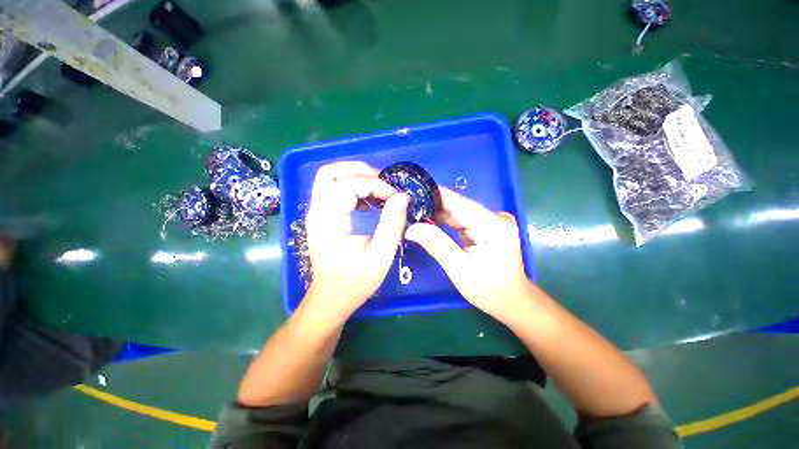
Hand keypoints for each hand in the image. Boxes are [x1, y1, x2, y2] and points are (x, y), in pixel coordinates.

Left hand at [303, 161, 408, 320]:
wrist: (331, 297)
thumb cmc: (355, 281)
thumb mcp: (380, 256)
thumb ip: (392, 225)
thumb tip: (402, 196)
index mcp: (329, 222)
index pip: (347, 185)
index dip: (375, 184)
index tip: (395, 197)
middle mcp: (317, 212)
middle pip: (330, 172)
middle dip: (359, 170)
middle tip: (383, 182)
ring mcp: (316, 213)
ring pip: (329, 177)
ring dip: (355, 176)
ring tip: (378, 189)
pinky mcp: (321, 216)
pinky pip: (333, 189)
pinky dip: (352, 187)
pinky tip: (369, 201)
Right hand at [405, 188, 531, 323]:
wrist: (511, 301)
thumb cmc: (489, 289)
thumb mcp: (459, 269)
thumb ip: (436, 245)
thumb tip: (411, 228)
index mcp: (493, 225)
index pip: (459, 203)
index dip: (435, 195)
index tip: (413, 191)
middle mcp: (494, 217)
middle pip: (458, 206)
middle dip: (433, 205)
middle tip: (407, 205)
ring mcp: (491, 221)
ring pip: (458, 212)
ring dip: (437, 213)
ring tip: (413, 211)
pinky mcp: (486, 227)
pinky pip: (461, 220)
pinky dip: (445, 221)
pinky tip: (428, 221)